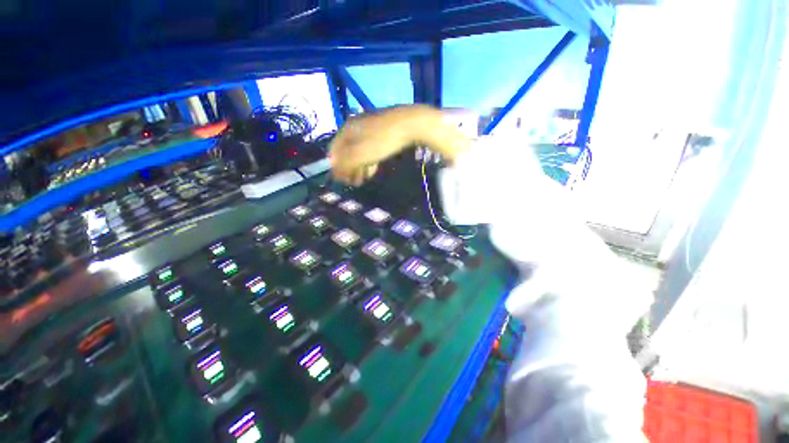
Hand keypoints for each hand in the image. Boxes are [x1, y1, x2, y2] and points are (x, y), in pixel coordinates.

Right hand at [329, 105, 468, 185]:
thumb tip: (334, 170)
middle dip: (349, 169)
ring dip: (359, 167)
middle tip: (353, 183)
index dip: (336, 167)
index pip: (334, 150)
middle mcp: (355, 126)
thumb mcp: (361, 154)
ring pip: (360, 151)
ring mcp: (370, 128)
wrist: (411, 124)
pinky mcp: (382, 132)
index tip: (341, 181)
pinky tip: (373, 170)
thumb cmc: (383, 141)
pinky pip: (370, 149)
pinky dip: (369, 161)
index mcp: (347, 129)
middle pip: (347, 151)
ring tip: (363, 180)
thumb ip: (345, 163)